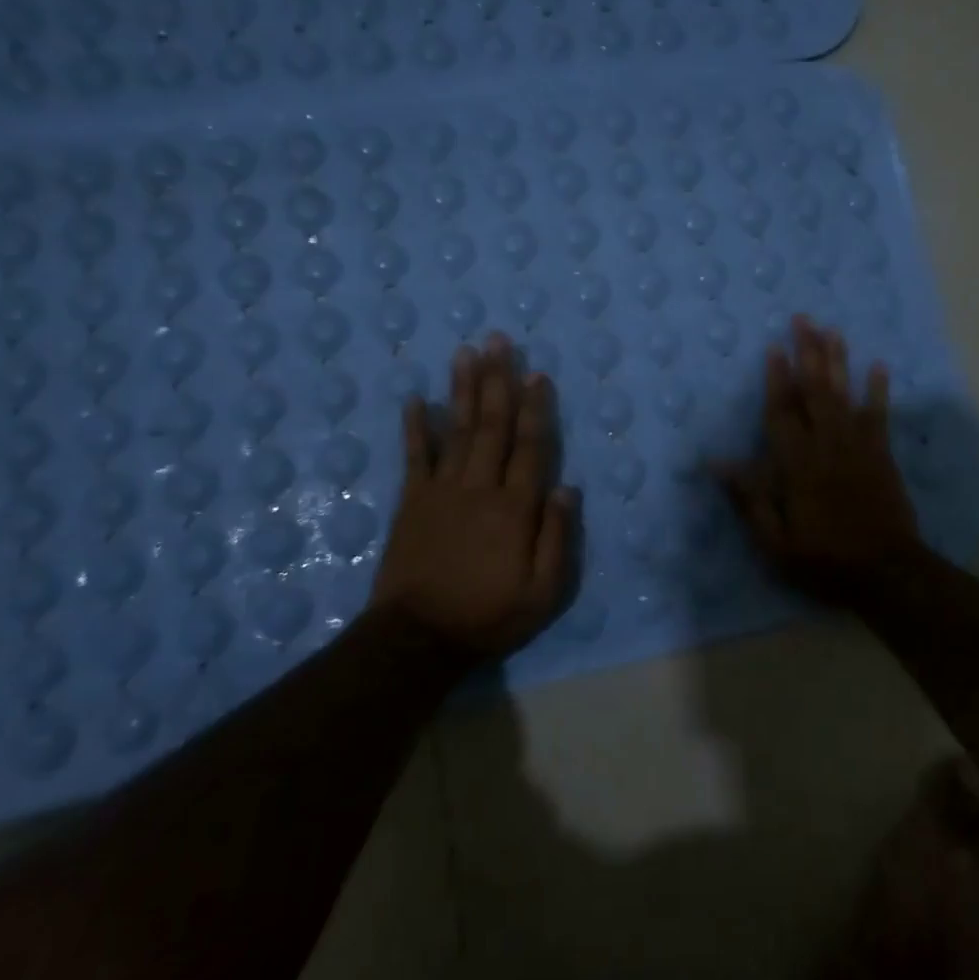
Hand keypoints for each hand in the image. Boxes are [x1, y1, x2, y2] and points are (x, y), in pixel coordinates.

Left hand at [371, 333, 579, 657]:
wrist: (417, 638)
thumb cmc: (488, 616)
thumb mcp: (543, 593)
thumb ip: (557, 538)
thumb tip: (567, 488)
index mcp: (515, 508)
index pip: (530, 447)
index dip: (536, 409)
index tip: (537, 374)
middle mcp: (479, 487)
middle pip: (493, 425)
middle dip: (498, 380)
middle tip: (498, 341)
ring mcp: (441, 491)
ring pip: (457, 430)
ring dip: (463, 389)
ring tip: (466, 352)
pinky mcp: (411, 502)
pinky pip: (414, 456)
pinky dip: (416, 427)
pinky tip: (416, 398)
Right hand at [717, 317, 923, 598]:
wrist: (887, 573)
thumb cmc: (824, 559)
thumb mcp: (775, 542)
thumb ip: (749, 499)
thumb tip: (716, 463)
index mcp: (797, 466)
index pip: (782, 413)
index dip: (776, 379)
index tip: (773, 347)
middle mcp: (827, 446)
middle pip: (815, 392)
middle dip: (807, 354)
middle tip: (803, 320)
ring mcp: (858, 447)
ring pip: (845, 395)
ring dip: (838, 361)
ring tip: (832, 331)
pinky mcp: (882, 455)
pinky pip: (879, 415)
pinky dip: (878, 390)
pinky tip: (878, 366)